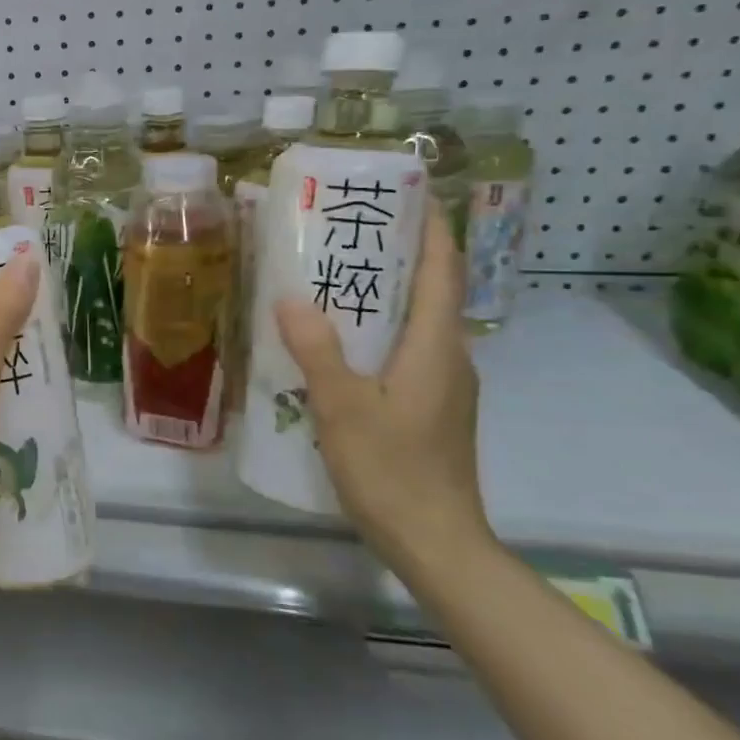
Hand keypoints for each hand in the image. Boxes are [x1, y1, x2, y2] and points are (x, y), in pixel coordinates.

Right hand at [274, 209, 489, 571]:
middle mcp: (448, 359)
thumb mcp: (343, 408)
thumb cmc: (393, 471)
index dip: (432, 231)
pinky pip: (405, 353)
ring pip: (415, 325)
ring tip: (330, 279)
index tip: (408, 195)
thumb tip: (291, 297)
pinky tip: (335, 343)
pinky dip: (376, 333)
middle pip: (429, 293)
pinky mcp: (429, 410)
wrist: (437, 544)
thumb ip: (317, 351)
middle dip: (396, 257)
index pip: (443, 273)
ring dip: (383, 296)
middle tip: (345, 233)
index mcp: (436, 349)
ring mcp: (441, 387)